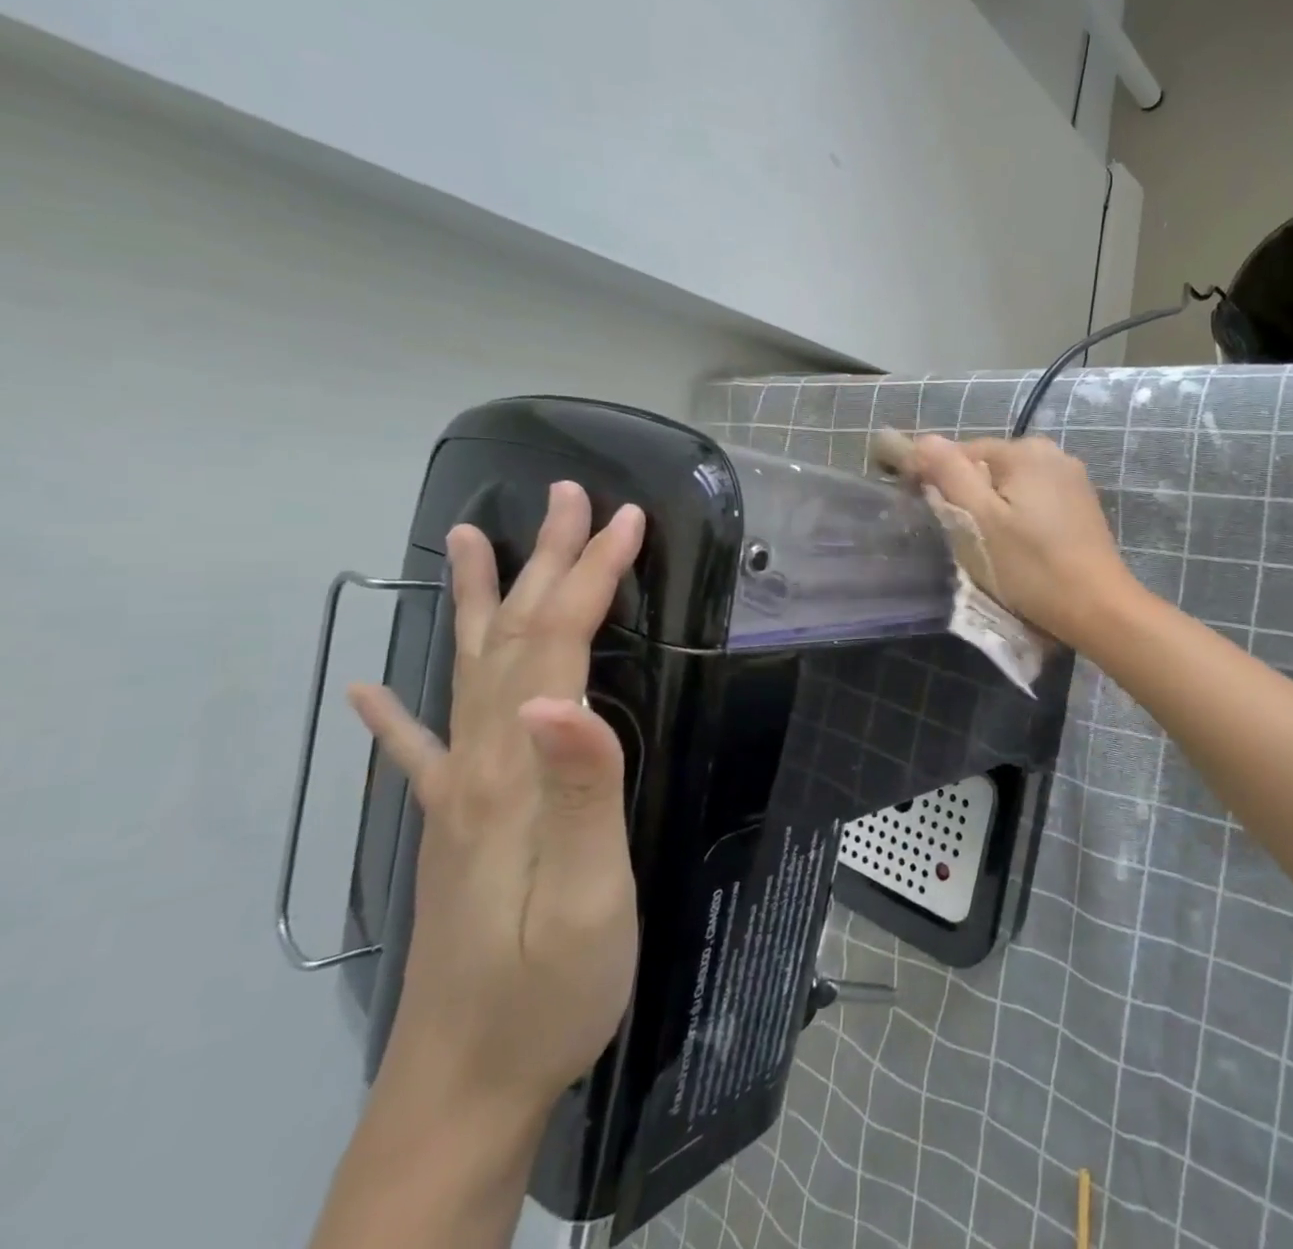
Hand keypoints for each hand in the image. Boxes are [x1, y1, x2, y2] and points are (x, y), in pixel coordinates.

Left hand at [348, 481, 645, 1114]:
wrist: (465, 1088)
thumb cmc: (551, 988)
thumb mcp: (590, 896)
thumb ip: (582, 792)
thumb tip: (563, 698)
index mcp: (517, 773)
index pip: (558, 646)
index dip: (592, 576)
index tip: (628, 519)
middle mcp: (478, 767)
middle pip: (513, 640)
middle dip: (547, 562)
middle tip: (567, 498)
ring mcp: (458, 797)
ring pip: (469, 673)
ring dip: (480, 602)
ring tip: (467, 539)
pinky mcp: (453, 829)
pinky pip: (420, 752)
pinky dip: (397, 711)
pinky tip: (370, 690)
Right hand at [907, 434, 1142, 647]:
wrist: (1098, 608)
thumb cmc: (1032, 567)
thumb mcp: (980, 521)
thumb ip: (949, 474)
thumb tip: (924, 440)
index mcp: (1024, 450)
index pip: (962, 452)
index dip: (939, 480)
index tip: (931, 516)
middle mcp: (1052, 453)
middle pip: (989, 467)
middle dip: (969, 496)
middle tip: (963, 538)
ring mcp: (1071, 478)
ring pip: (1011, 485)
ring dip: (993, 509)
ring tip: (991, 546)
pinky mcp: (1081, 504)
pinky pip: (1034, 499)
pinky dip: (1019, 517)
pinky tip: (1020, 546)